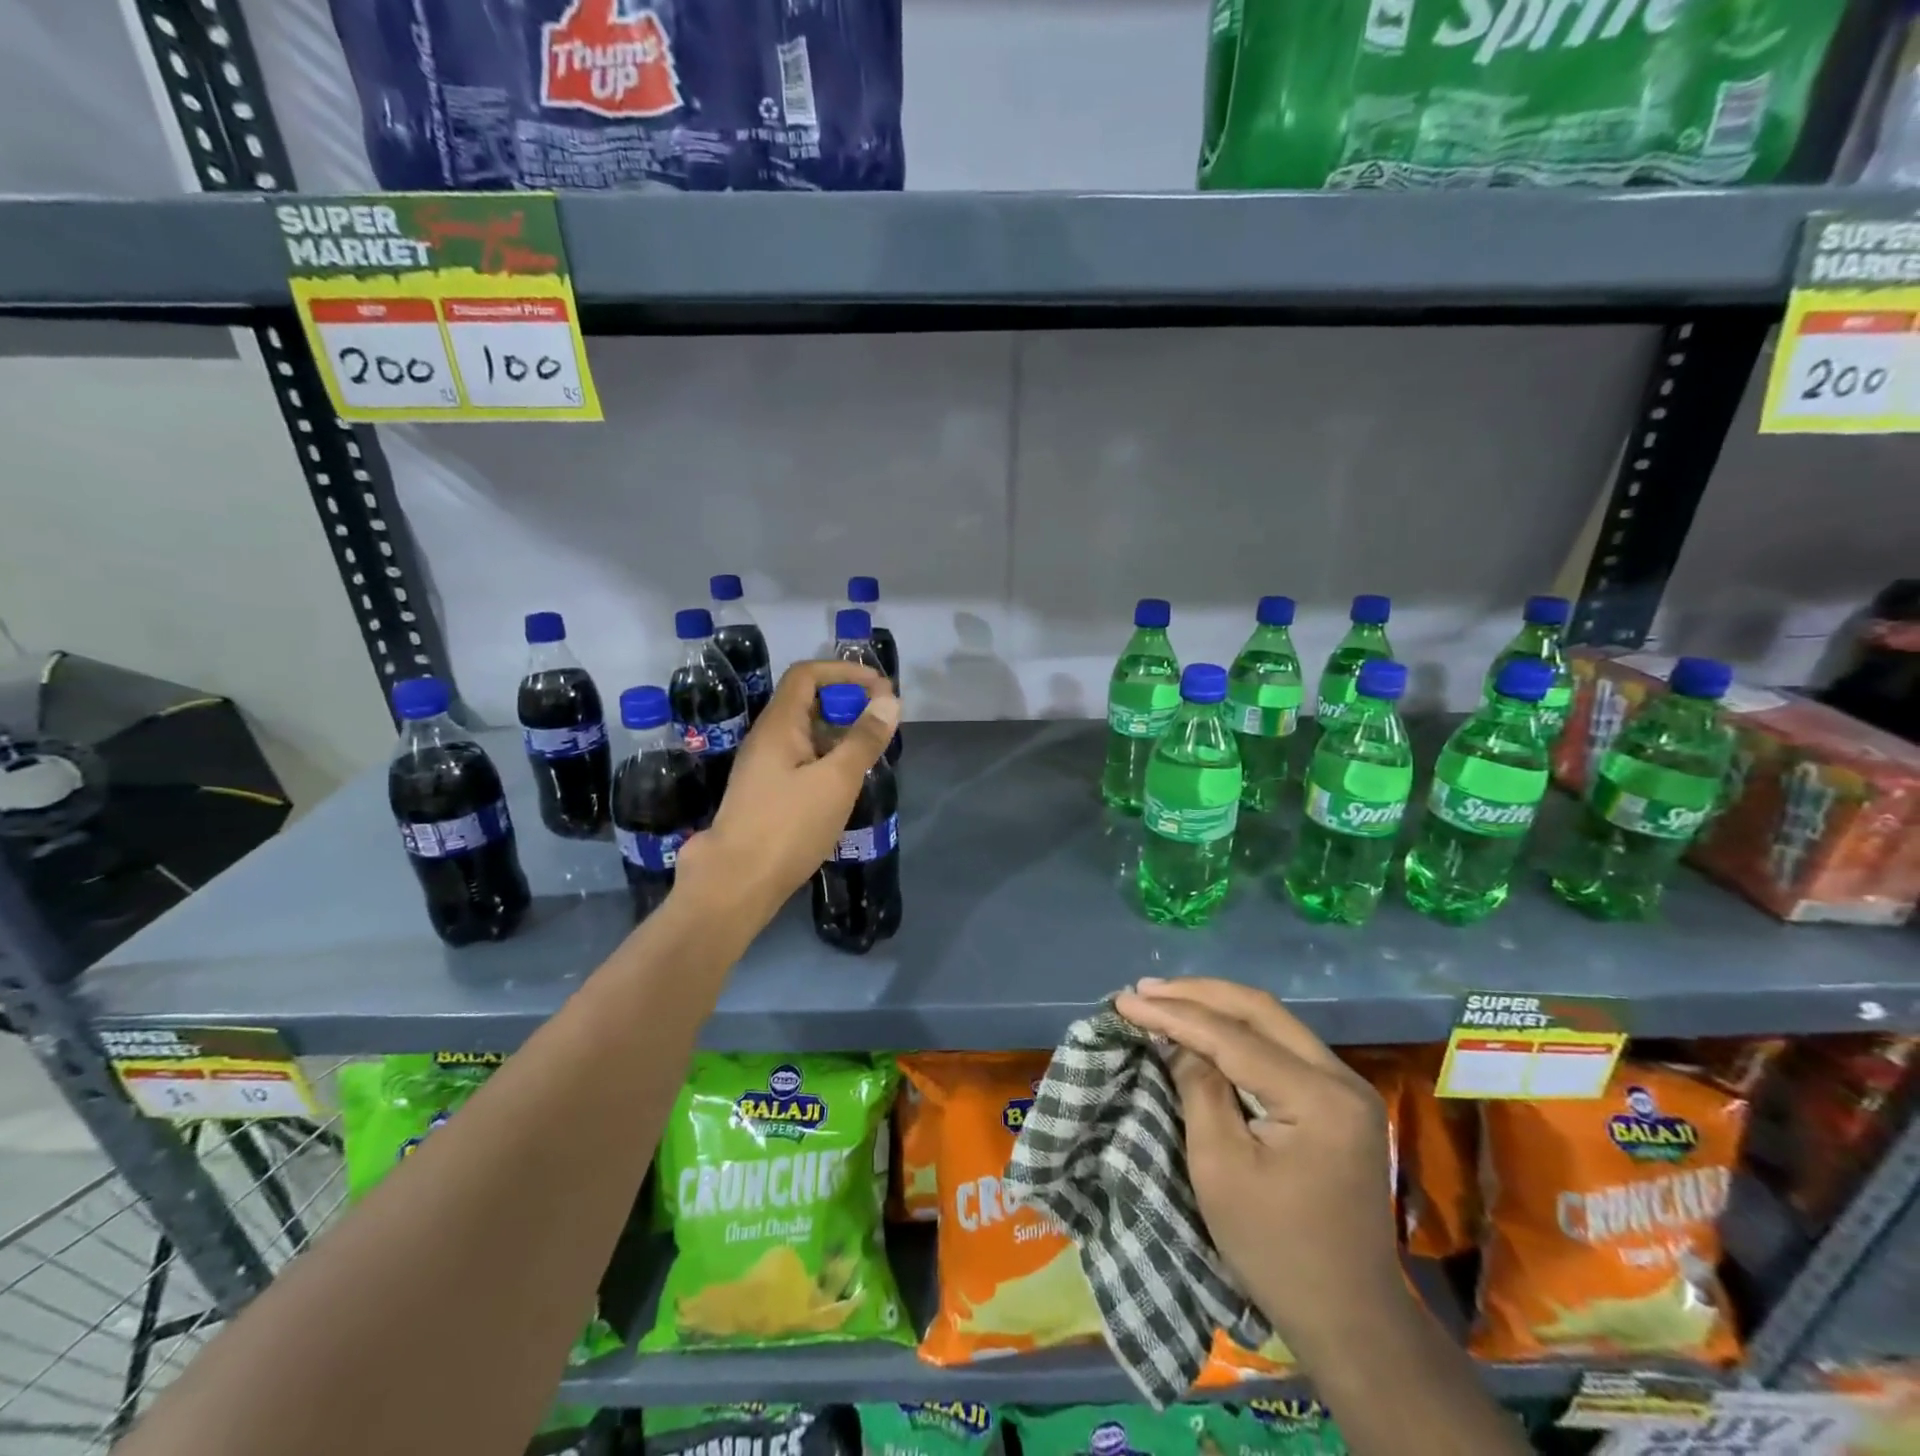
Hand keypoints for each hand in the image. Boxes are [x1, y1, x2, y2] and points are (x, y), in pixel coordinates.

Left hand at [673, 659, 898, 928]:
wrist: (736, 884)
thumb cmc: (788, 826)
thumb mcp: (836, 780)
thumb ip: (864, 739)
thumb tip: (889, 702)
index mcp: (779, 725)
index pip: (808, 675)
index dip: (844, 673)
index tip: (880, 689)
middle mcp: (767, 739)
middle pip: (807, 702)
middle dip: (847, 704)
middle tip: (881, 725)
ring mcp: (764, 767)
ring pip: (806, 735)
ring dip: (839, 735)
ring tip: (871, 754)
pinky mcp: (767, 794)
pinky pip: (801, 761)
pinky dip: (827, 760)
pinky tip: (846, 784)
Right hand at [1113, 977, 1405, 1354]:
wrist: (1351, 1320)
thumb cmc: (1275, 1250)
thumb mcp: (1220, 1168)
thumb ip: (1198, 1088)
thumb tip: (1177, 1038)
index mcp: (1318, 1098)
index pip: (1233, 1036)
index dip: (1174, 1014)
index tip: (1124, 1001)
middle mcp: (1341, 1078)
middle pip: (1260, 1011)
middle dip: (1197, 995)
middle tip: (1144, 990)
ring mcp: (1347, 1088)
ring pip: (1273, 1022)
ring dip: (1217, 1006)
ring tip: (1165, 998)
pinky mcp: (1340, 1101)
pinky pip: (1282, 1046)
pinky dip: (1238, 1031)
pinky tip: (1205, 1027)